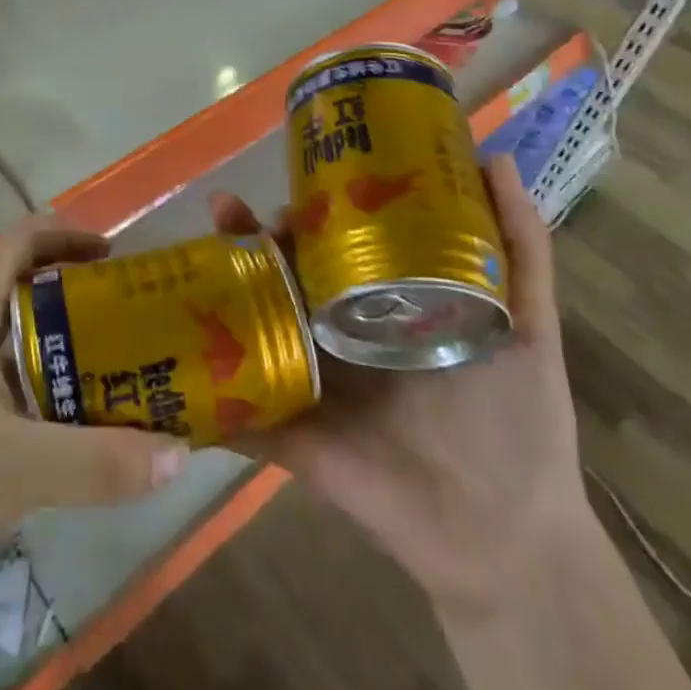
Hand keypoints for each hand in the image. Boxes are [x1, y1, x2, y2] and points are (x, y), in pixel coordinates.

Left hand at [0, 214, 189, 596]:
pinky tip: (53, 442)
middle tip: (126, 328)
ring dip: (53, 356)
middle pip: (20, 293)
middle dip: (74, 303)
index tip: (113, 256)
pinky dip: (28, 400)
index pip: (20, 241)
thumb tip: (181, 455)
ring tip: (105, 383)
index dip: (66, 234)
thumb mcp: (17, 465)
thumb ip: (99, 462)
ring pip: (6, 346)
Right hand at [210, 155, 588, 619]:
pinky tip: (164, 341)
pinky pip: (236, 406)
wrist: (506, 535)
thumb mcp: (526, 321)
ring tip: (203, 250)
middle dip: (247, 237)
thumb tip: (494, 155)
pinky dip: (201, 383)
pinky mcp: (286, 432)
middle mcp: (334, 334)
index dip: (303, 212)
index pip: (329, 246)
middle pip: (280, 276)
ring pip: (250, 323)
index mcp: (378, 306)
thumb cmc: (515, 418)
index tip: (289, 183)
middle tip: (228, 209)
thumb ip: (519, 247)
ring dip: (217, 287)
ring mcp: (306, 381)